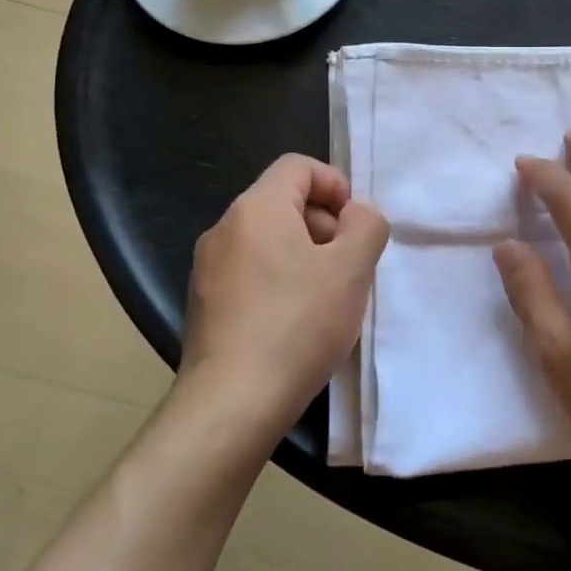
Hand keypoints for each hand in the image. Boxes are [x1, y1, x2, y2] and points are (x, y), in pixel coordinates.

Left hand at [180, 154, 389, 440]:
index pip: (299, 166)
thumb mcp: (352, 269)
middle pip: (284, 202)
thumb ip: (367, 225)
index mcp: (256, 208)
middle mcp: (224, 228)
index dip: (336, 185)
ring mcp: (208, 268)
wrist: (231, 404)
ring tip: (327, 300)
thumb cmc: (297, 325)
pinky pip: (251, 273)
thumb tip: (356, 214)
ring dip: (305, 257)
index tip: (355, 227)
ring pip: (268, 241)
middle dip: (324, 225)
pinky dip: (279, 283)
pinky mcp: (203, 305)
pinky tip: (296, 325)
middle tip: (348, 268)